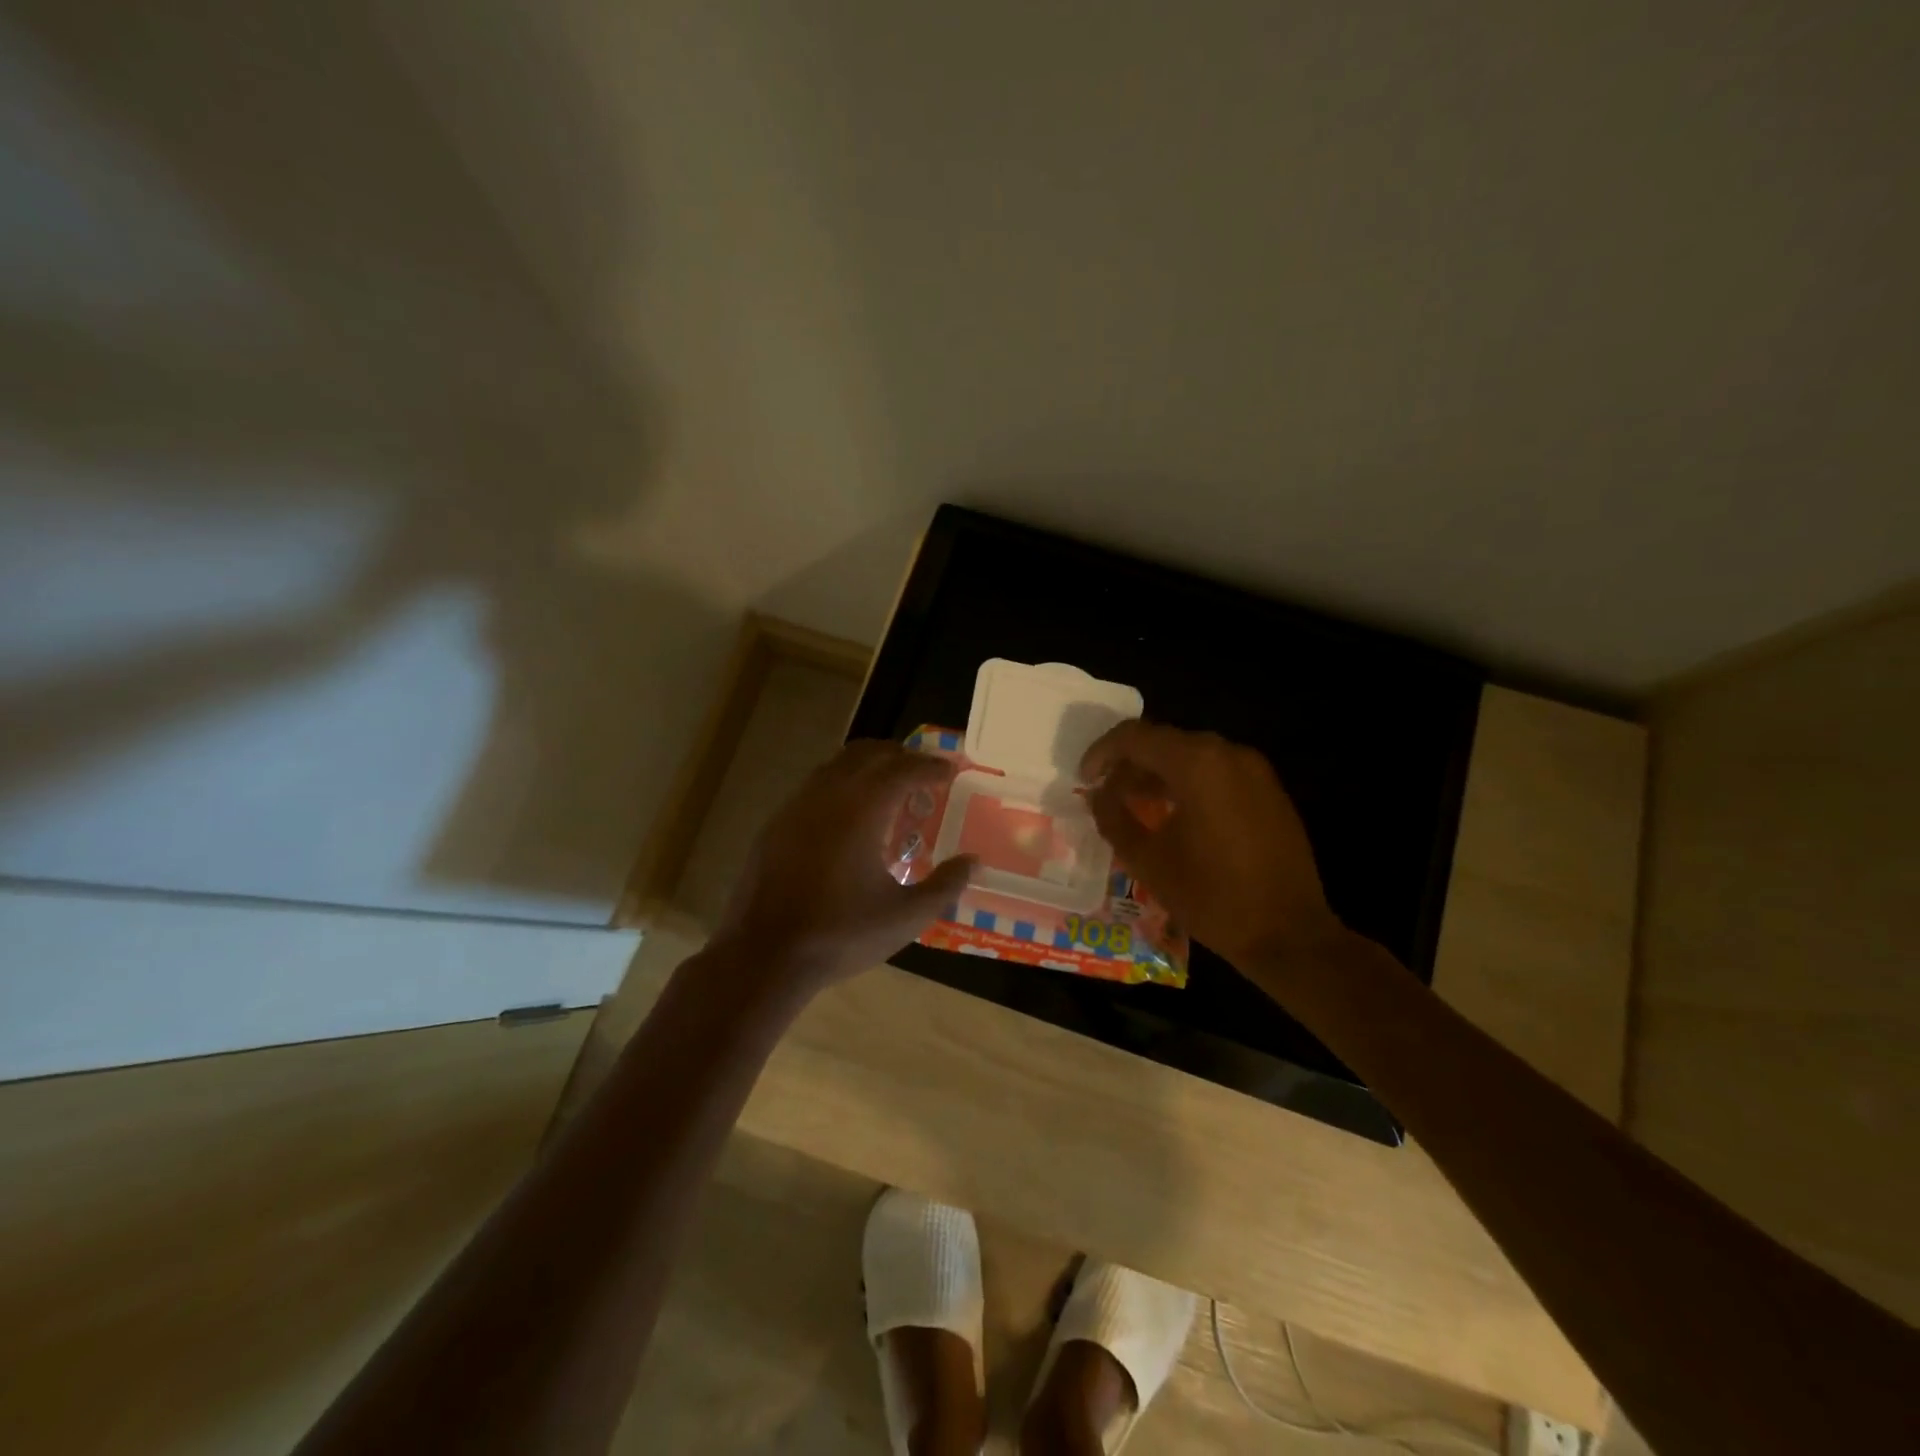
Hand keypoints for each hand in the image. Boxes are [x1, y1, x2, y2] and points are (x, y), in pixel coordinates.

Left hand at [710, 741, 975, 1000]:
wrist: (764, 956)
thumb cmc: (841, 935)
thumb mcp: (906, 917)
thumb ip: (945, 886)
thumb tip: (972, 862)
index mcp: (862, 809)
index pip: (903, 769)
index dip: (930, 766)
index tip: (949, 772)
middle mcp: (828, 795)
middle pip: (868, 753)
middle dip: (900, 756)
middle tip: (923, 773)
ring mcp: (796, 806)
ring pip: (837, 765)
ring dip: (868, 766)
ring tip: (890, 789)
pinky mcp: (775, 824)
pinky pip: (815, 786)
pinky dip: (841, 785)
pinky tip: (849, 817)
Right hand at [1080, 721, 1341, 969]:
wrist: (1289, 933)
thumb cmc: (1211, 896)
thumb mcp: (1147, 860)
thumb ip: (1113, 818)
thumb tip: (1097, 795)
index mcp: (1196, 763)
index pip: (1134, 737)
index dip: (1101, 753)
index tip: (1085, 780)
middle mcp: (1227, 754)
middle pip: (1164, 741)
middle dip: (1129, 764)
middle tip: (1106, 795)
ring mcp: (1254, 770)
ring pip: (1191, 755)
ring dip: (1158, 773)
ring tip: (1135, 806)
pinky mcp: (1269, 790)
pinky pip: (1217, 772)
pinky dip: (1187, 782)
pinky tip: (1174, 815)